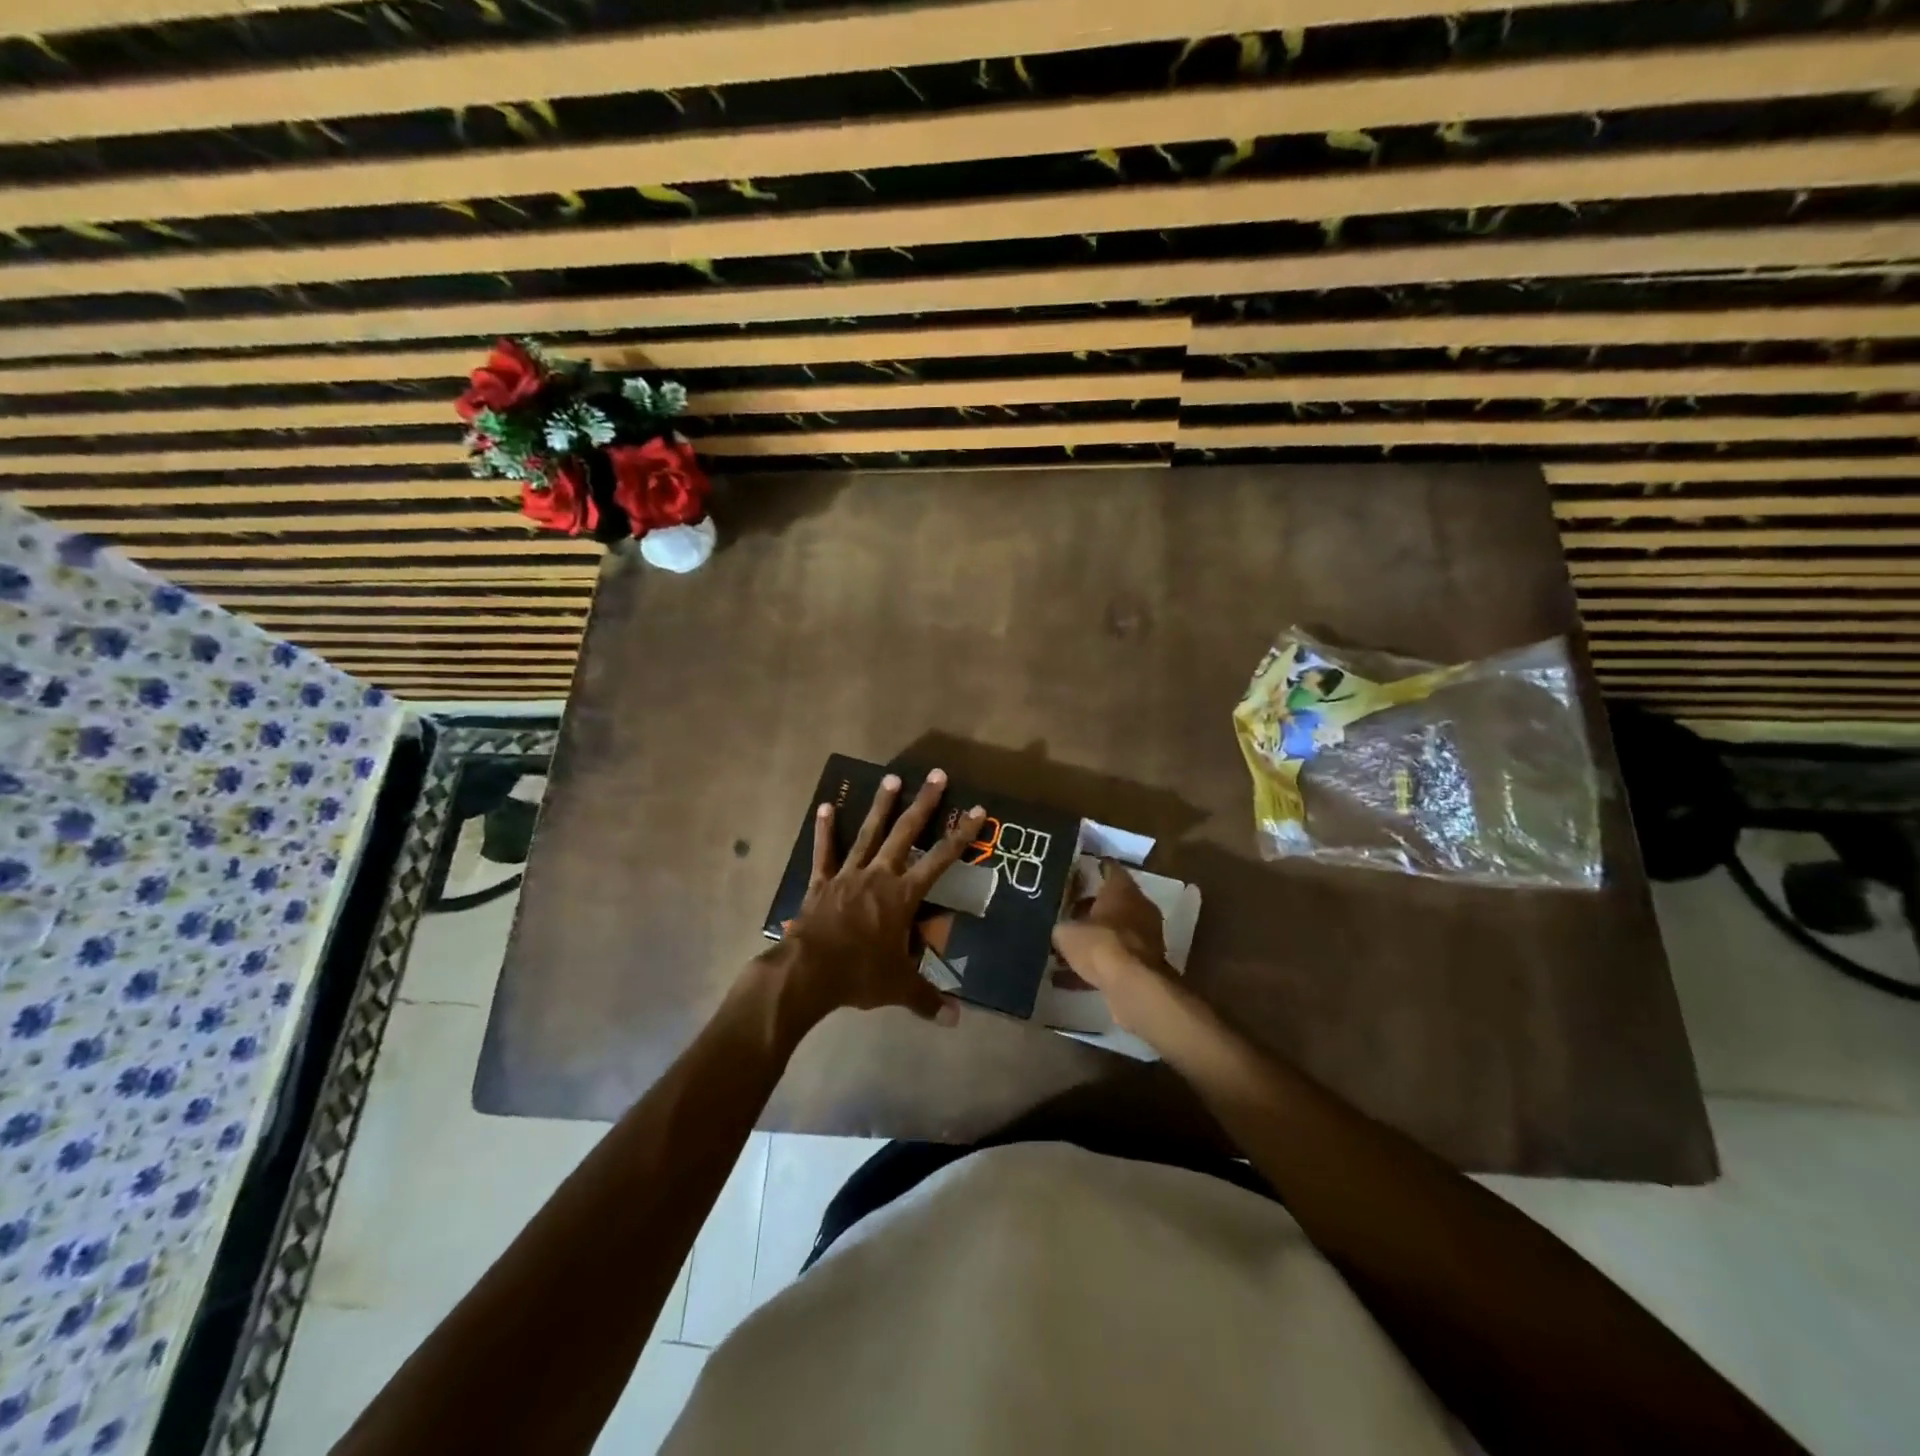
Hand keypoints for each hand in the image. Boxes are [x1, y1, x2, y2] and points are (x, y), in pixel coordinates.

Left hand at [783, 769, 986, 1026]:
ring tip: (892, 777)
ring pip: (868, 834)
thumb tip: (955, 1020)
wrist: (808, 971)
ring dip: (881, 806)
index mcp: (903, 896)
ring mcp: (848, 875)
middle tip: (936, 775)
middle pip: (906, 833)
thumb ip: (928, 999)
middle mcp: (879, 876)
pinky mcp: (822, 882)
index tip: (978, 811)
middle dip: (924, 804)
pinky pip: (824, 852)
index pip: (940, 860)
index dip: (961, 836)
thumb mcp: (898, 987)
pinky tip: (824, 806)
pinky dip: (825, 830)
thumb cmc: (859, 974)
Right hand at [1051, 863, 1173, 1035]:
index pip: (1108, 868)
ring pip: (1113, 932)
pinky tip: (1067, 979)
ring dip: (1092, 940)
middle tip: (1062, 912)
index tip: (1071, 872)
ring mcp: (1145, 937)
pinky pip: (1114, 959)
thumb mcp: (1066, 932)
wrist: (1133, 986)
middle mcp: (1139, 908)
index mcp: (1122, 890)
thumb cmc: (1100, 944)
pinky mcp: (1143, 964)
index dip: (1090, 868)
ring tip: (1061, 950)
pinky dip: (1095, 966)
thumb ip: (1060, 926)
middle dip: (1087, 908)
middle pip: (1111, 902)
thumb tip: (1057, 930)